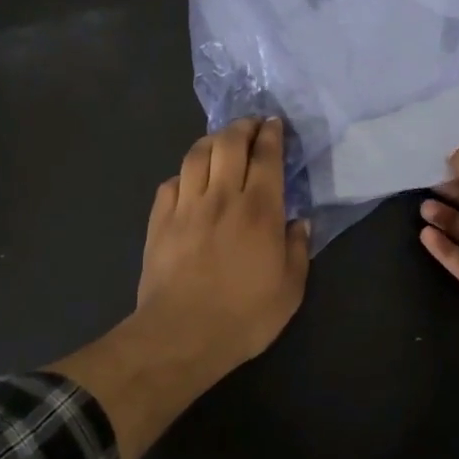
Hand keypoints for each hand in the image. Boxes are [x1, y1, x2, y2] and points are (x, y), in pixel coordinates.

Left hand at [133, 117, 311, 380]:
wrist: (181, 335)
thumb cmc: (244, 316)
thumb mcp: (290, 289)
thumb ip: (298, 250)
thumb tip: (298, 222)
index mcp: (259, 210)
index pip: (266, 157)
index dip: (272, 135)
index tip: (275, 124)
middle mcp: (222, 196)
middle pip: (229, 143)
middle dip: (242, 126)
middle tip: (251, 125)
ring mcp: (186, 206)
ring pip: (196, 155)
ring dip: (211, 141)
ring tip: (220, 142)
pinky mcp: (159, 220)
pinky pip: (170, 182)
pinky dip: (183, 174)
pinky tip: (189, 181)